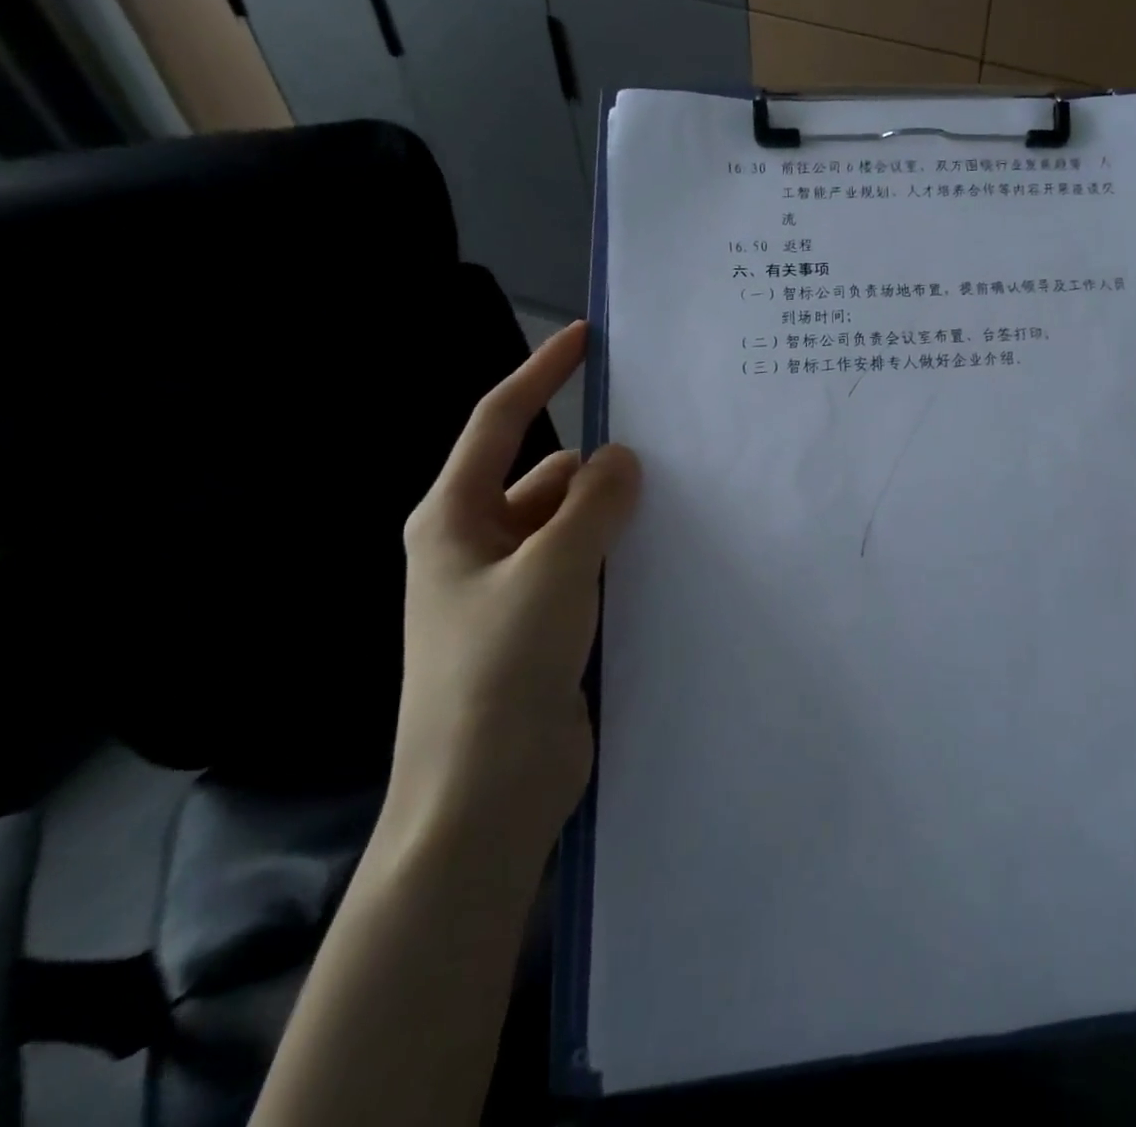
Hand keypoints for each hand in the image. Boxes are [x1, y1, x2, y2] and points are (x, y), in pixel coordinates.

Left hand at [393, 321, 640, 863]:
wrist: (484, 797)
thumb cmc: (499, 671)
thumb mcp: (552, 572)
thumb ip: (593, 506)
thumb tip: (624, 456)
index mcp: (454, 519)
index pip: (499, 423)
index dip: (540, 374)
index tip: (586, 339)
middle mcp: (479, 545)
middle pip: (546, 476)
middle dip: (600, 464)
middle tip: (670, 449)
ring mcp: (512, 588)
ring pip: (572, 524)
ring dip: (614, 513)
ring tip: (680, 502)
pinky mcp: (544, 623)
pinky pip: (587, 565)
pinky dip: (619, 553)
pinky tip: (665, 556)